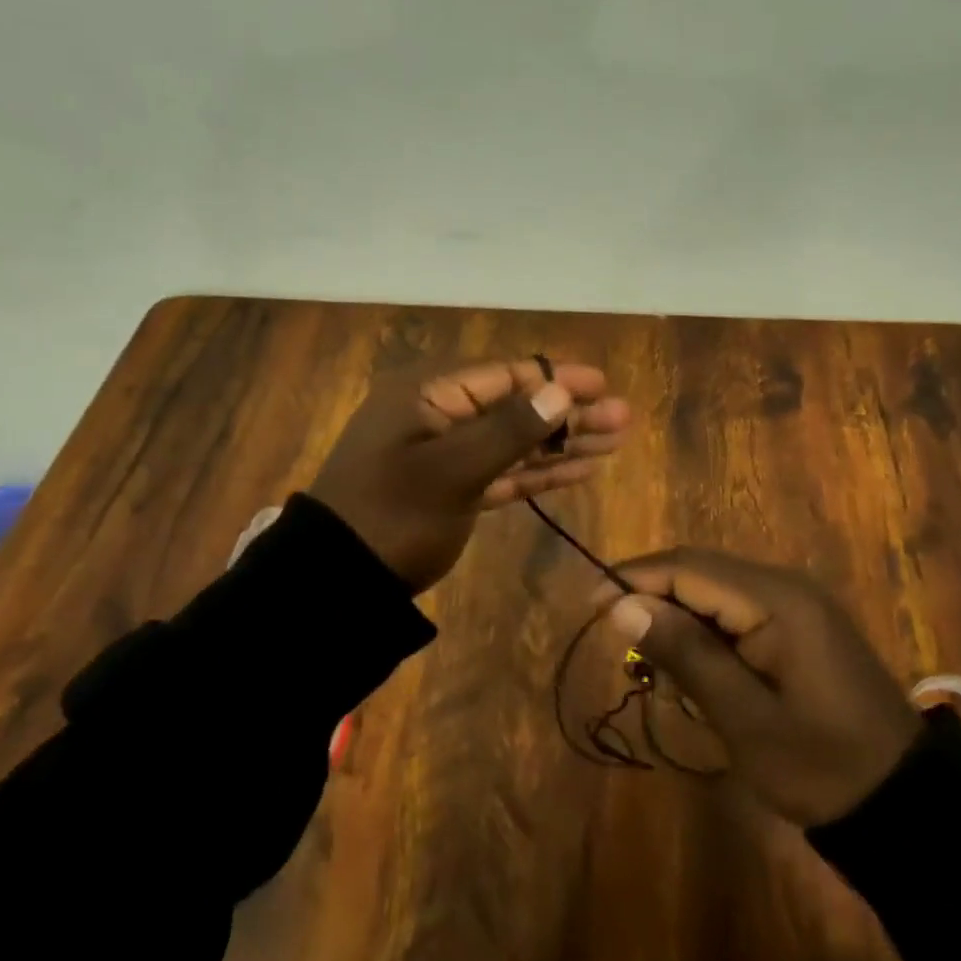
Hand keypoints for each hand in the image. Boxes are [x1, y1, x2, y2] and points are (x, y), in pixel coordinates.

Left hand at [311, 358, 629, 592]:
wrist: (339, 584)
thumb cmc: (393, 516)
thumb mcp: (451, 471)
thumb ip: (508, 430)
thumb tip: (560, 391)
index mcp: (428, 396)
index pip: (504, 376)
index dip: (556, 378)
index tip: (602, 384)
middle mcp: (438, 416)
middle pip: (515, 407)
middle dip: (568, 414)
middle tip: (622, 418)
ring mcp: (444, 455)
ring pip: (513, 441)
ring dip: (561, 443)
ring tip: (614, 442)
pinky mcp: (452, 490)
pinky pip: (502, 472)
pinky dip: (537, 472)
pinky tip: (577, 471)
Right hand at [595, 550, 921, 825]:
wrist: (905, 803)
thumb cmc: (821, 765)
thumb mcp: (744, 717)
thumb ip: (685, 654)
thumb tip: (622, 605)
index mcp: (775, 599)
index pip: (687, 568)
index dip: (634, 579)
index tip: (591, 605)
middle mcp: (784, 585)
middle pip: (699, 571)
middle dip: (652, 596)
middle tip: (619, 640)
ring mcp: (796, 602)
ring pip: (715, 589)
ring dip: (678, 615)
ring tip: (655, 664)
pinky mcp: (800, 624)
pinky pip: (737, 608)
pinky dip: (706, 631)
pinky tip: (697, 669)